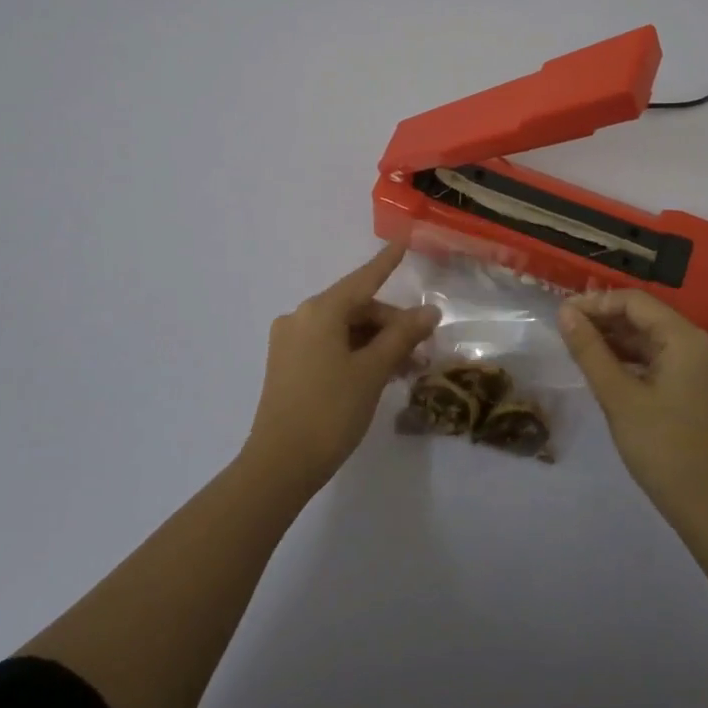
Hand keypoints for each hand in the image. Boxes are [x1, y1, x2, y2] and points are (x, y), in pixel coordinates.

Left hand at [243, 245, 438, 496]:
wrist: (279, 465)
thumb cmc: (330, 411)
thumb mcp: (373, 371)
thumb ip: (402, 336)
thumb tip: (429, 311)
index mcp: (320, 311)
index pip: (363, 279)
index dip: (386, 263)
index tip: (403, 242)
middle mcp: (301, 317)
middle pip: (356, 308)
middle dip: (391, 324)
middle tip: (423, 348)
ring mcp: (290, 342)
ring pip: (344, 329)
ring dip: (376, 343)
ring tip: (407, 368)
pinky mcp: (287, 365)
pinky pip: (329, 346)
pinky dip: (356, 353)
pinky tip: (379, 374)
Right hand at [559, 289, 707, 525]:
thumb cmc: (663, 448)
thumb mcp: (618, 397)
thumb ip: (590, 350)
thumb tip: (565, 312)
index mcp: (686, 339)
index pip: (636, 301)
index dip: (597, 302)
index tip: (563, 314)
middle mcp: (700, 344)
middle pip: (646, 316)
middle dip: (605, 319)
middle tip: (566, 330)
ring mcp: (703, 367)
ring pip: (652, 338)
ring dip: (617, 339)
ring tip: (579, 346)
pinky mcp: (699, 387)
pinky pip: (662, 359)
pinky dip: (633, 359)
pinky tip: (605, 367)